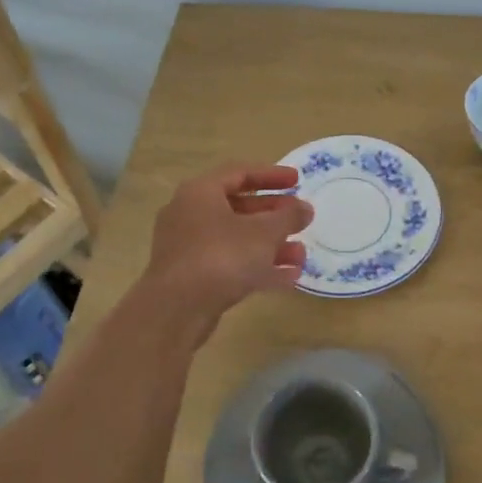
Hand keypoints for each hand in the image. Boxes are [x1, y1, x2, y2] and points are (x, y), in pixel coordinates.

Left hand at [142, 163, 313, 326]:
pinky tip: (288, 278)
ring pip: (236, 239)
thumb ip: (288, 217)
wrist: (176, 310)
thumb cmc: (222, 257)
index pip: (240, 173)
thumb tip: (305, 208)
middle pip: (239, 207)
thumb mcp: (264, 233)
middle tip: (301, 219)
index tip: (298, 180)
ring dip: (270, 245)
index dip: (272, 175)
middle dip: (274, 216)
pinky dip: (256, 267)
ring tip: (300, 256)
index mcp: (201, 192)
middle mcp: (190, 214)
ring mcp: (189, 247)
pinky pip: (229, 263)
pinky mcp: (192, 276)